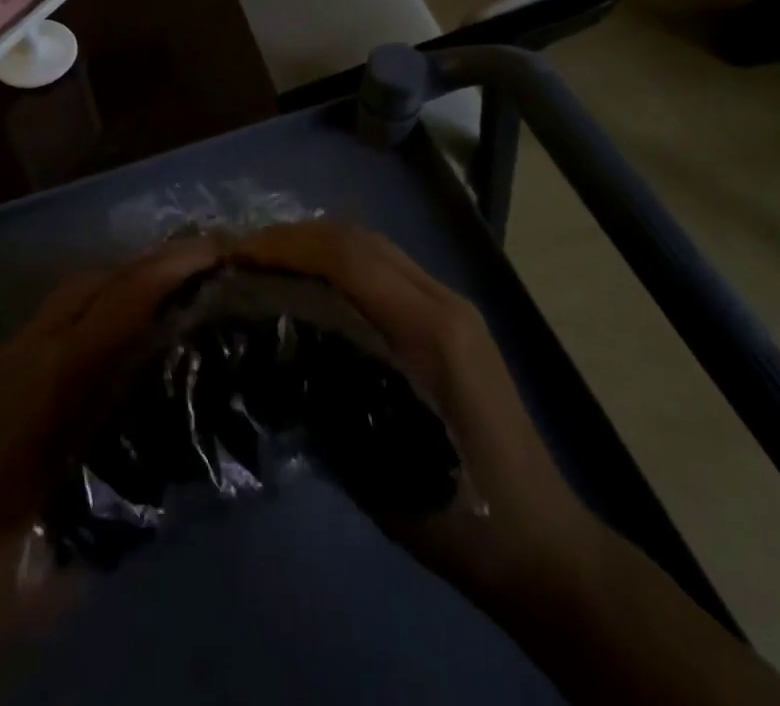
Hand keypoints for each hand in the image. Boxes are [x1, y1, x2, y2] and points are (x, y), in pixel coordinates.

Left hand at [0, 236, 221, 705]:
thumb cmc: (28, 546)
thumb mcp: (106, 495)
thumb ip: (149, 431)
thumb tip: (193, 383)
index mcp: (62, 372)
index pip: (126, 296)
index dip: (174, 266)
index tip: (217, 251)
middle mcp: (35, 346)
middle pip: (98, 279)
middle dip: (149, 265)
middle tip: (198, 270)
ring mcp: (12, 353)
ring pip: (74, 294)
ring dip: (121, 284)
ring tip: (165, 298)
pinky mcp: (1, 369)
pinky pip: (58, 317)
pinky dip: (95, 309)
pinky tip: (117, 338)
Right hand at [228, 222, 779, 705]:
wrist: (543, 542)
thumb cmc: (461, 515)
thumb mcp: (379, 464)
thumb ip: (328, 393)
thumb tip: (268, 346)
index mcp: (430, 330)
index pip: (347, 256)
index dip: (286, 246)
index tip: (236, 257)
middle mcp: (443, 299)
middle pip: (358, 236)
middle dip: (294, 236)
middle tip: (243, 257)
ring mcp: (453, 303)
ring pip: (373, 244)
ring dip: (317, 244)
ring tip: (269, 265)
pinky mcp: (454, 316)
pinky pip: (387, 266)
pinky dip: (342, 262)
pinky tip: (315, 286)